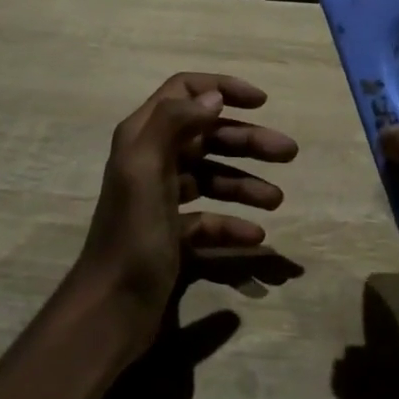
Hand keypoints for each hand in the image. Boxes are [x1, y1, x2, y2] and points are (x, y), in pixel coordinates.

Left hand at [73, 72, 297, 354]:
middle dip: (248, 140)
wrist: (109, 309)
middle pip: (207, 135)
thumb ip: (174, 122)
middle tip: (289, 153)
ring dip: (247, 183)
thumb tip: (213, 98)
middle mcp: (153, 160)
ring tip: (277, 200)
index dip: (222, 89)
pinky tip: (255, 236)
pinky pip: (210, 219)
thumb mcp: (144, 169)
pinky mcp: (173, 234)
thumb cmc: (130, 234)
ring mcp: (163, 199)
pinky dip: (233, 224)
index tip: (260, 102)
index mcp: (143, 137)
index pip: (184, 91)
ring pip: (213, 177)